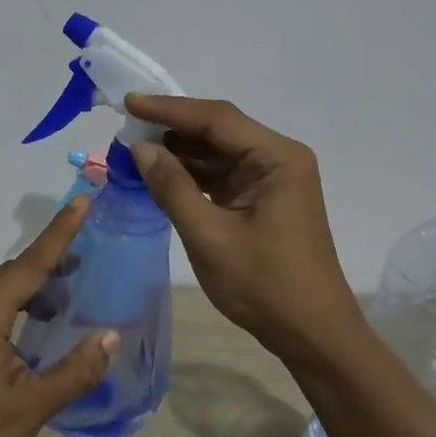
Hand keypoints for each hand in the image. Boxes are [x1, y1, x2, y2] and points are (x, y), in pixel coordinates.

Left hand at [0, 196, 117, 436]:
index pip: (29, 265)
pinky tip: (30, 328)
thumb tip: (110, 336)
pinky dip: (12, 306)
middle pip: (11, 273)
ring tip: (65, 296)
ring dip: (31, 287)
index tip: (82, 201)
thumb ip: (74, 371)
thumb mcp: (30, 409)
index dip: (60, 233)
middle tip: (87, 258)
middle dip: (50, 261)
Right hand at [126, 94, 364, 366]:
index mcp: (276, 158)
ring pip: (216, 152)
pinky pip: (220, 175)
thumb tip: (140, 148)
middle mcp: (277, 158)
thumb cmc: (264, 285)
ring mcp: (271, 179)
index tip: (128, 103)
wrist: (311, 333)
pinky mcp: (261, 199)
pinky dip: (190, 174)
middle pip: (218, 130)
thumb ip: (172, 187)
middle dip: (170, 128)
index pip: (216, 119)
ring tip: (133, 150)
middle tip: (124, 128)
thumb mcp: (209, 236)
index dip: (169, 109)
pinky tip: (158, 174)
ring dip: (177, 152)